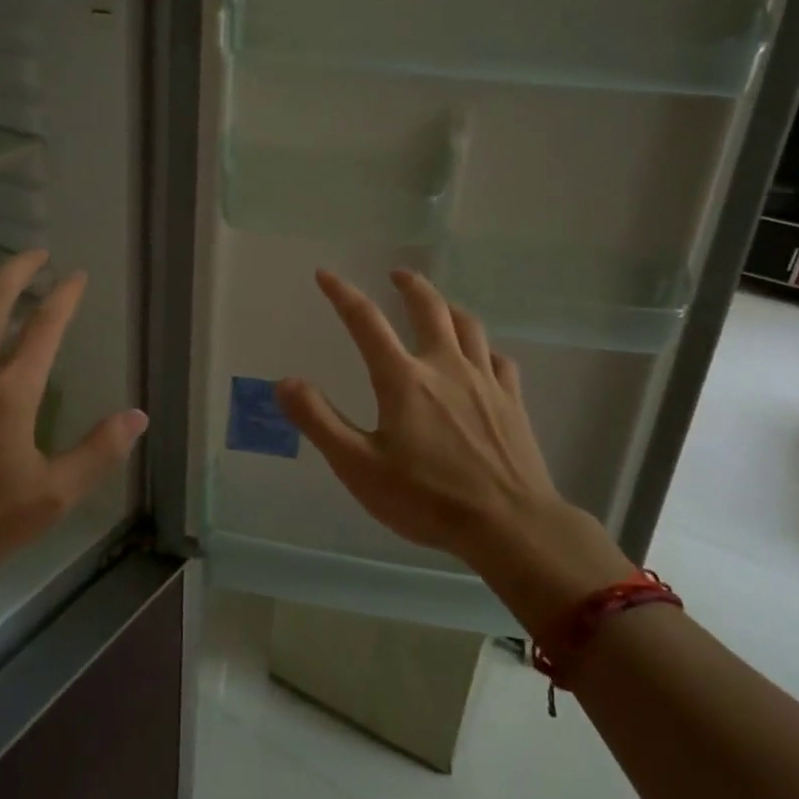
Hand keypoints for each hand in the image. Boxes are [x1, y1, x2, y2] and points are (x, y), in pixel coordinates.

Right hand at [275, 268, 632, 622]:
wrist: (510, 525)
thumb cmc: (427, 498)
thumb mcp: (358, 466)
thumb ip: (319, 420)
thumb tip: (285, 382)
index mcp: (404, 379)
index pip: (366, 321)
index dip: (342, 293)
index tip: (325, 274)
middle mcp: (445, 367)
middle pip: (429, 308)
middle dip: (410, 286)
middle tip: (397, 274)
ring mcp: (485, 382)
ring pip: (468, 326)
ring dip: (448, 307)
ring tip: (438, 304)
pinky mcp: (512, 402)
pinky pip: (499, 360)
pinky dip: (485, 348)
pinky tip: (483, 356)